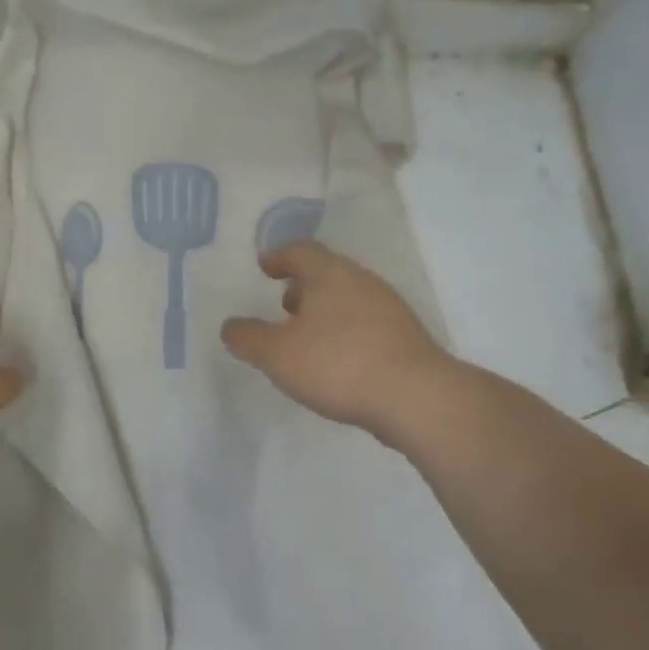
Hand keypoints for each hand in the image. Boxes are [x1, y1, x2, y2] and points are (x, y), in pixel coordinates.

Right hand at [222, 241, 454, 434]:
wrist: (417, 398)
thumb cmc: (337, 364)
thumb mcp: (276, 354)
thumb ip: (247, 338)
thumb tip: (231, 326)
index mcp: (329, 274)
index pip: (299, 251)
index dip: (278, 257)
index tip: (265, 267)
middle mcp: (361, 282)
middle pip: (327, 272)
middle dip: (302, 286)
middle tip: (282, 304)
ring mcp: (389, 309)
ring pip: (348, 298)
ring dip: (324, 311)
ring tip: (306, 338)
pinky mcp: (406, 338)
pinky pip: (365, 324)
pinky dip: (345, 332)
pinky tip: (336, 361)